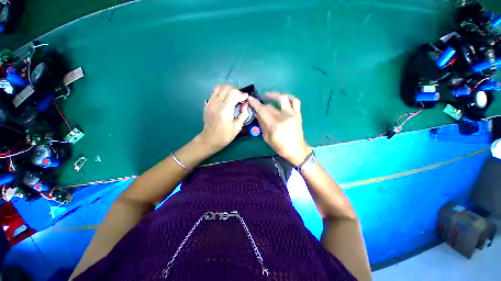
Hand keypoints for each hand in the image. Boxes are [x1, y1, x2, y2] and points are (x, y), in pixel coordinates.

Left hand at [198, 84, 249, 151]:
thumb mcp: (238, 127)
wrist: (210, 139)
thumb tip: (246, 104)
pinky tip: (225, 100)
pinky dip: (221, 92)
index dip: (242, 94)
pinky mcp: (207, 104)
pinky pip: (214, 92)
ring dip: (228, 90)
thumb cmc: (225, 135)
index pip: (234, 94)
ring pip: (219, 87)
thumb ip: (243, 114)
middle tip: (240, 98)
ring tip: (233, 97)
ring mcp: (210, 103)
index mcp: (225, 110)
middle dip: (236, 91)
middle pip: (227, 88)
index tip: (246, 98)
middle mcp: (216, 103)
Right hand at [248, 93, 311, 165]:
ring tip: (268, 96)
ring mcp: (292, 114)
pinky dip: (289, 98)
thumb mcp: (267, 138)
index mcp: (275, 125)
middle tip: (258, 107)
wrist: (296, 150)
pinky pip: (295, 101)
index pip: (262, 111)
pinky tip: (283, 99)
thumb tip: (257, 114)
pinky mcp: (298, 114)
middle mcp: (284, 117)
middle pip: (270, 106)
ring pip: (283, 98)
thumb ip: (262, 124)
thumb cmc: (280, 147)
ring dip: (274, 95)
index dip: (255, 104)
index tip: (250, 99)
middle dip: (262, 105)